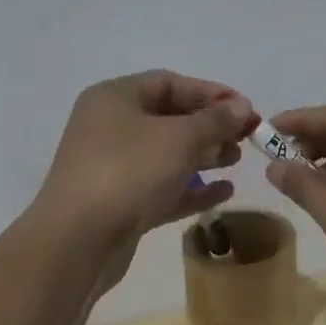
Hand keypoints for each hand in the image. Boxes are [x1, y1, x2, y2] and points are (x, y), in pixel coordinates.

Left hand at [32, 71, 257, 286]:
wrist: (78, 241)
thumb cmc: (128, 173)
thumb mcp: (179, 138)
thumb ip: (214, 120)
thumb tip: (241, 106)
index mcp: (115, 99)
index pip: (169, 83)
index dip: (211, 93)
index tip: (247, 109)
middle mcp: (110, 128)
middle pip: (169, 119)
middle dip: (210, 126)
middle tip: (246, 138)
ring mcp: (114, 168)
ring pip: (167, 155)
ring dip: (204, 156)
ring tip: (237, 161)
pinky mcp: (121, 204)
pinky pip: (163, 188)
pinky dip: (192, 188)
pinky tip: (224, 193)